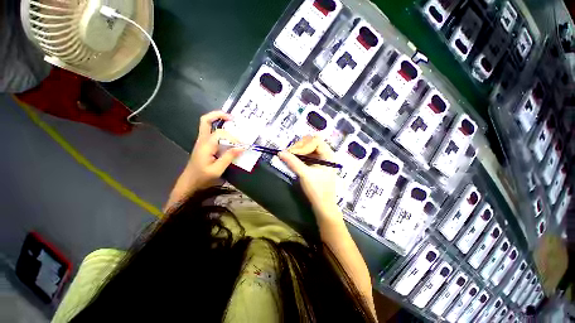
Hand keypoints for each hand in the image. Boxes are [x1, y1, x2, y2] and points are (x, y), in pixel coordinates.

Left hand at [182, 111, 244, 190]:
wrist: (189, 183)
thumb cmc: (202, 178)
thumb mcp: (217, 169)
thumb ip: (229, 157)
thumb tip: (242, 147)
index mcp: (205, 145)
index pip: (220, 133)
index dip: (233, 137)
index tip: (241, 145)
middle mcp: (202, 140)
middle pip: (205, 120)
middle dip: (218, 115)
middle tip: (232, 117)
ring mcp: (202, 142)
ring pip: (207, 124)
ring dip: (218, 120)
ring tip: (232, 122)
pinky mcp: (204, 145)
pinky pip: (211, 132)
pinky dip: (219, 129)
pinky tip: (228, 135)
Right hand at [278, 136, 339, 218]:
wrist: (323, 206)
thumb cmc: (317, 190)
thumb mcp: (305, 175)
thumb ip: (293, 162)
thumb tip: (280, 152)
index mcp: (328, 156)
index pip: (316, 141)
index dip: (303, 145)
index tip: (292, 153)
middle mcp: (326, 155)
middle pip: (312, 142)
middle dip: (300, 146)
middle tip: (289, 153)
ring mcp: (321, 159)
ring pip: (309, 148)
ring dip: (299, 150)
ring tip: (289, 156)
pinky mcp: (316, 164)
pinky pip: (308, 154)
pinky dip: (300, 155)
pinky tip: (293, 159)